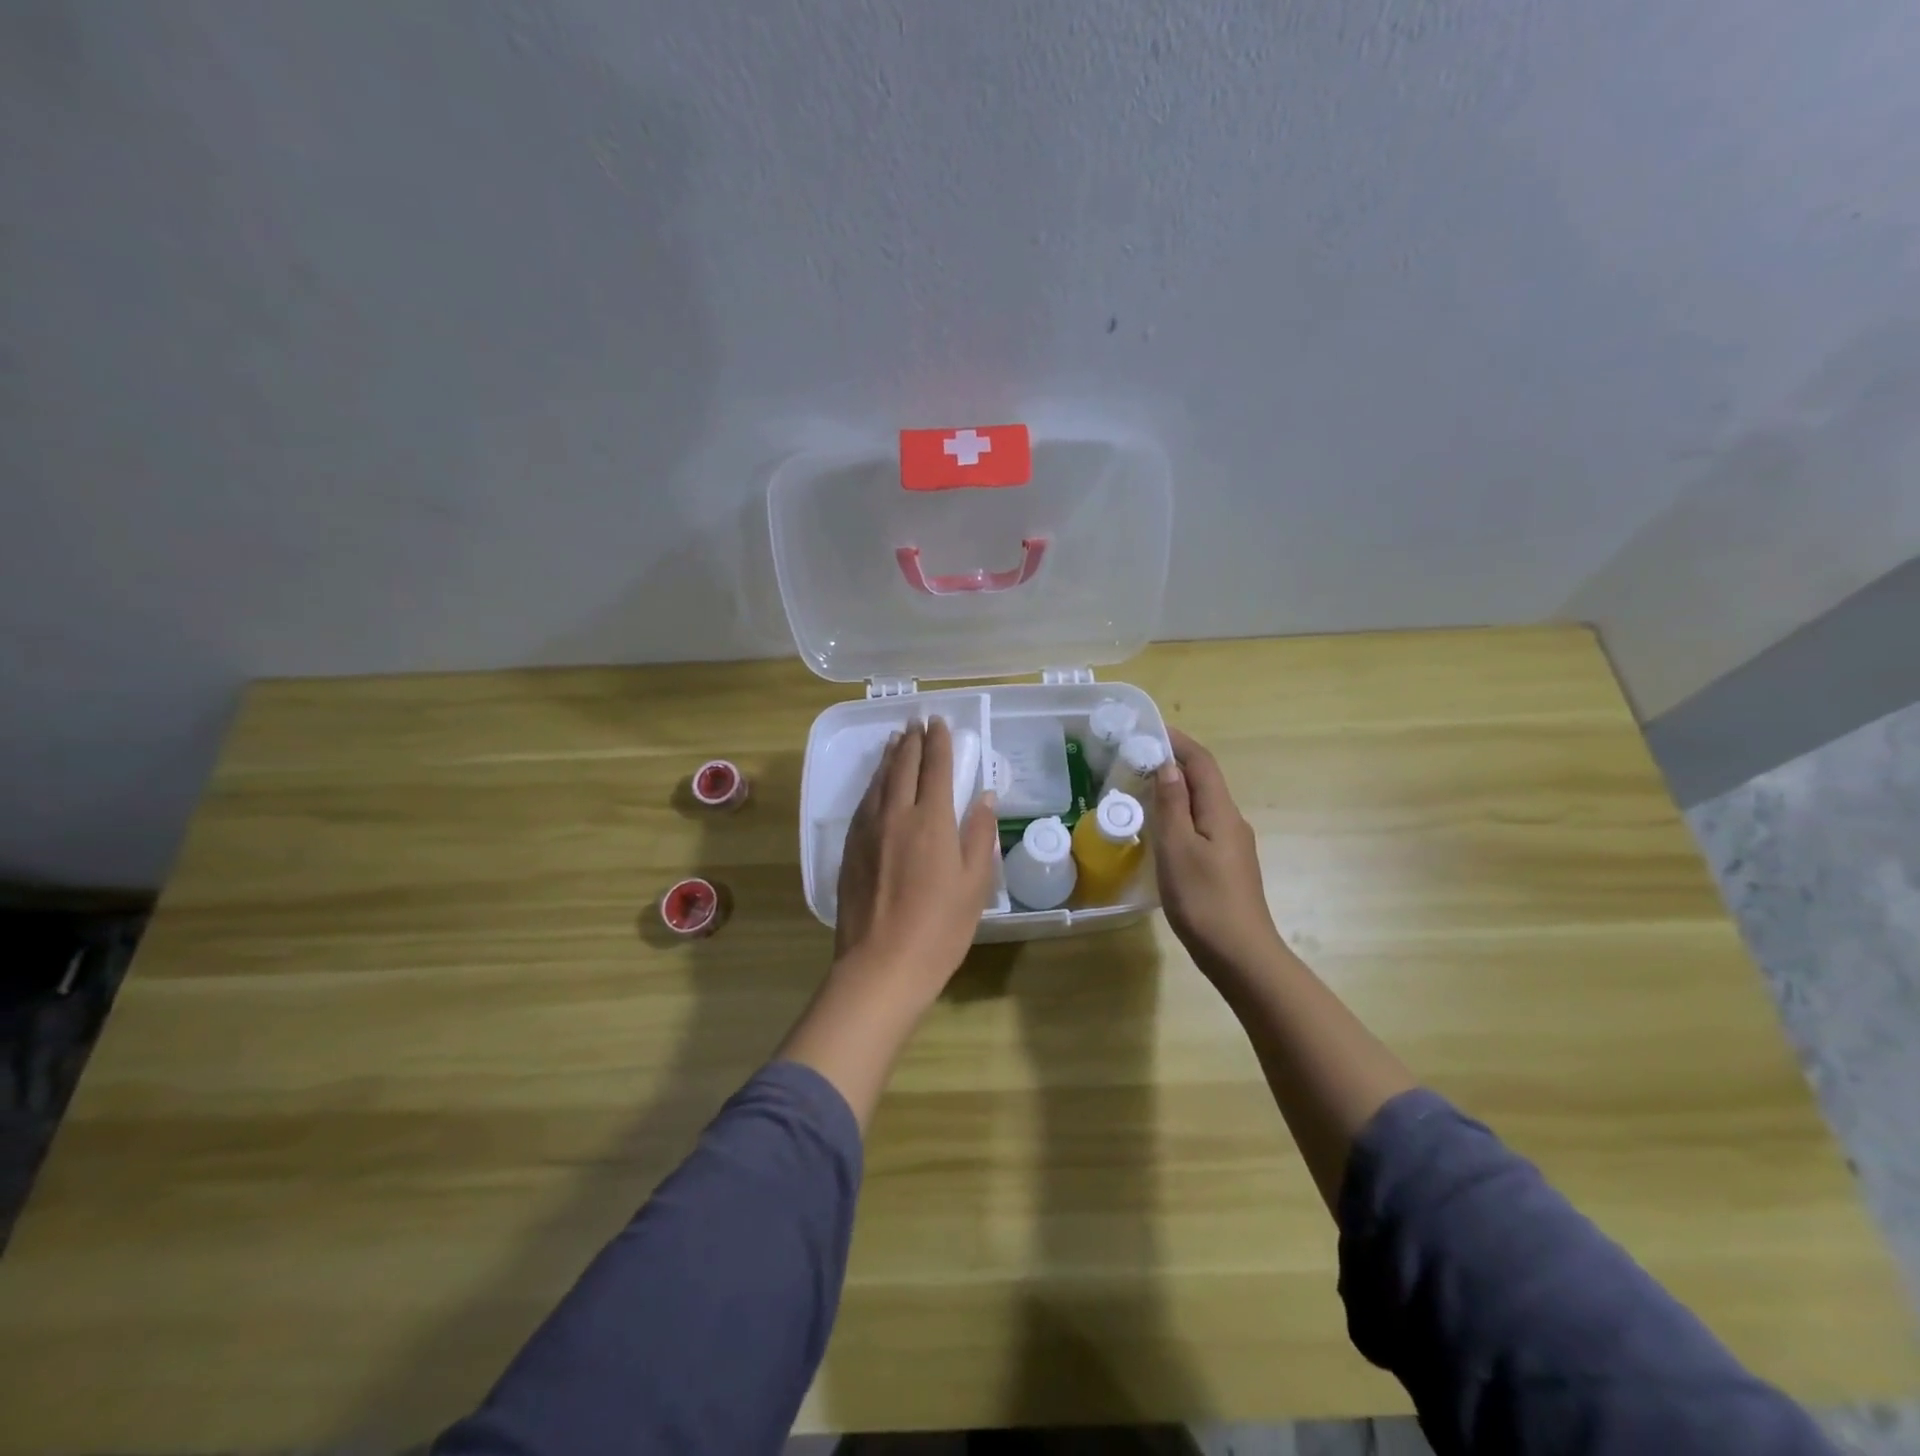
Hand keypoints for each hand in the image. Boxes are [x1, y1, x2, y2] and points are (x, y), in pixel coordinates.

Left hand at [834, 718, 999, 1006]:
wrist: (881, 966)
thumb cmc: (940, 929)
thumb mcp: (974, 885)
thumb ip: (979, 836)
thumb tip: (983, 797)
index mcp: (931, 821)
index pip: (935, 767)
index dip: (939, 742)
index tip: (940, 722)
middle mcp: (895, 815)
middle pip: (903, 767)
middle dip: (913, 741)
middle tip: (918, 722)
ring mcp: (868, 831)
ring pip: (879, 781)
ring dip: (890, 757)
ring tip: (897, 740)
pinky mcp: (850, 849)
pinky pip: (863, 802)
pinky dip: (873, 784)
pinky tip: (876, 783)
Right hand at [1152, 728, 1291, 987]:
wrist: (1241, 956)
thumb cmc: (1204, 900)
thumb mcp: (1177, 849)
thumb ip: (1171, 806)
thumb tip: (1167, 767)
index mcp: (1222, 813)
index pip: (1202, 763)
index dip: (1178, 742)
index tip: (1148, 730)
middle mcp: (1232, 822)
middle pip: (1204, 782)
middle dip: (1173, 764)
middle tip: (1135, 761)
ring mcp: (1232, 846)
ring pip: (1202, 806)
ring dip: (1175, 792)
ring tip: (1141, 792)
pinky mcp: (1227, 866)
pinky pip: (1202, 827)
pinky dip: (1180, 817)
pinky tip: (1161, 832)